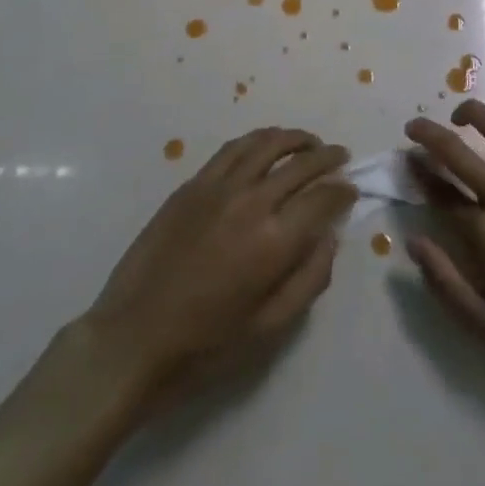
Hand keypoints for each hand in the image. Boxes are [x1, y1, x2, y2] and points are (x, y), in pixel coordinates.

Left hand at [83, 127, 353, 412]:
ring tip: (308, 142)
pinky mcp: (192, 184)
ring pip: (266, 144)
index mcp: (275, 240)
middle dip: (327, 157)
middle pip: (300, 163)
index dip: (343, 190)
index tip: (351, 190)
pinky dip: (257, 140)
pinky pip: (233, 149)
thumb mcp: (270, 328)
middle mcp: (251, 201)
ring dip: (294, 139)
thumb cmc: (206, 346)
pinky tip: (265, 145)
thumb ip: (310, 279)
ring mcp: (218, 187)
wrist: (133, 339)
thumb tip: (330, 238)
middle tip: (340, 157)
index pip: (323, 197)